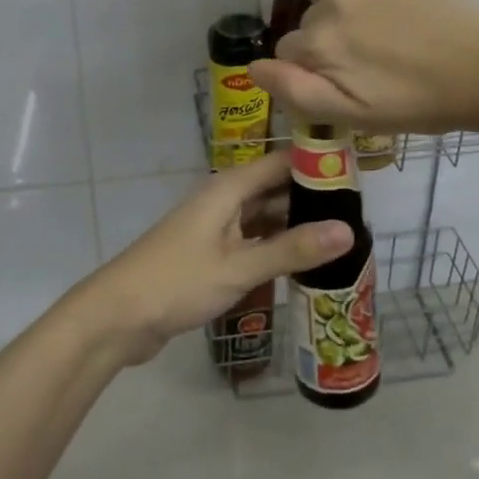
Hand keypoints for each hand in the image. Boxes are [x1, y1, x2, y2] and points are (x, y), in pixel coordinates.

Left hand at [71, 152, 353, 365]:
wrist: (117, 316)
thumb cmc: (177, 282)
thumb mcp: (240, 267)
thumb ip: (293, 249)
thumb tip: (349, 231)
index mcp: (229, 189)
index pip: (282, 161)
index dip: (317, 163)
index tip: (358, 174)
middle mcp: (224, 200)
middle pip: (275, 188)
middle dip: (312, 198)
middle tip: (360, 215)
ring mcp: (216, 227)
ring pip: (265, 217)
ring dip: (296, 225)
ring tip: (341, 238)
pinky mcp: (210, 254)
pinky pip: (252, 241)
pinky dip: (276, 247)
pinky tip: (304, 263)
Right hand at [250, 0, 478, 135]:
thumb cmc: (419, 102)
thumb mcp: (354, 115)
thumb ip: (295, 92)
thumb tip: (253, 68)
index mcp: (318, 43)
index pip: (289, 54)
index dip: (314, 71)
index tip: (348, 82)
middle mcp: (329, 0)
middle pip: (307, 22)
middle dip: (327, 41)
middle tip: (370, 61)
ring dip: (341, 10)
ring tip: (380, 32)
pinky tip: (393, 7)